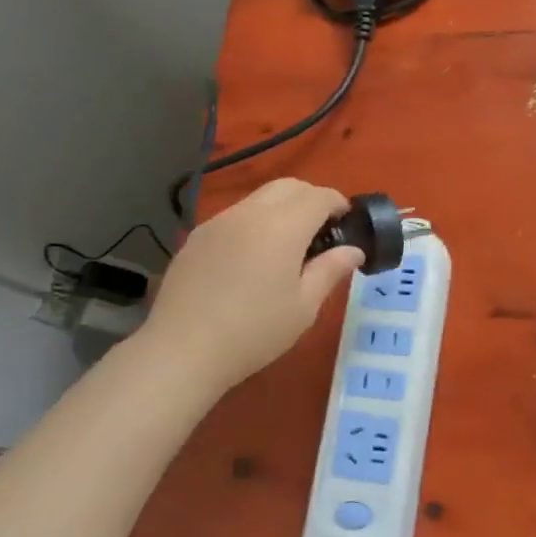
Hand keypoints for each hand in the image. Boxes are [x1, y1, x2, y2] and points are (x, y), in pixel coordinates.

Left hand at [139, 178, 363, 397]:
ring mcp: (218, 222)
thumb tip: (353, 250)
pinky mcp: (197, 237)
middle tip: (321, 231)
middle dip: (311, 199)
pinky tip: (252, 258)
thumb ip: (330, 270)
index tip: (347, 223)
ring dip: (281, 209)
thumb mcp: (303, 307)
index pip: (318, 196)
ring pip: (259, 198)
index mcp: (282, 226)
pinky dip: (254, 223)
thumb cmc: (254, 332)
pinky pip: (235, 216)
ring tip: (287, 245)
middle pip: (288, 186)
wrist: (182, 350)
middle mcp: (250, 213)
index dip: (338, 203)